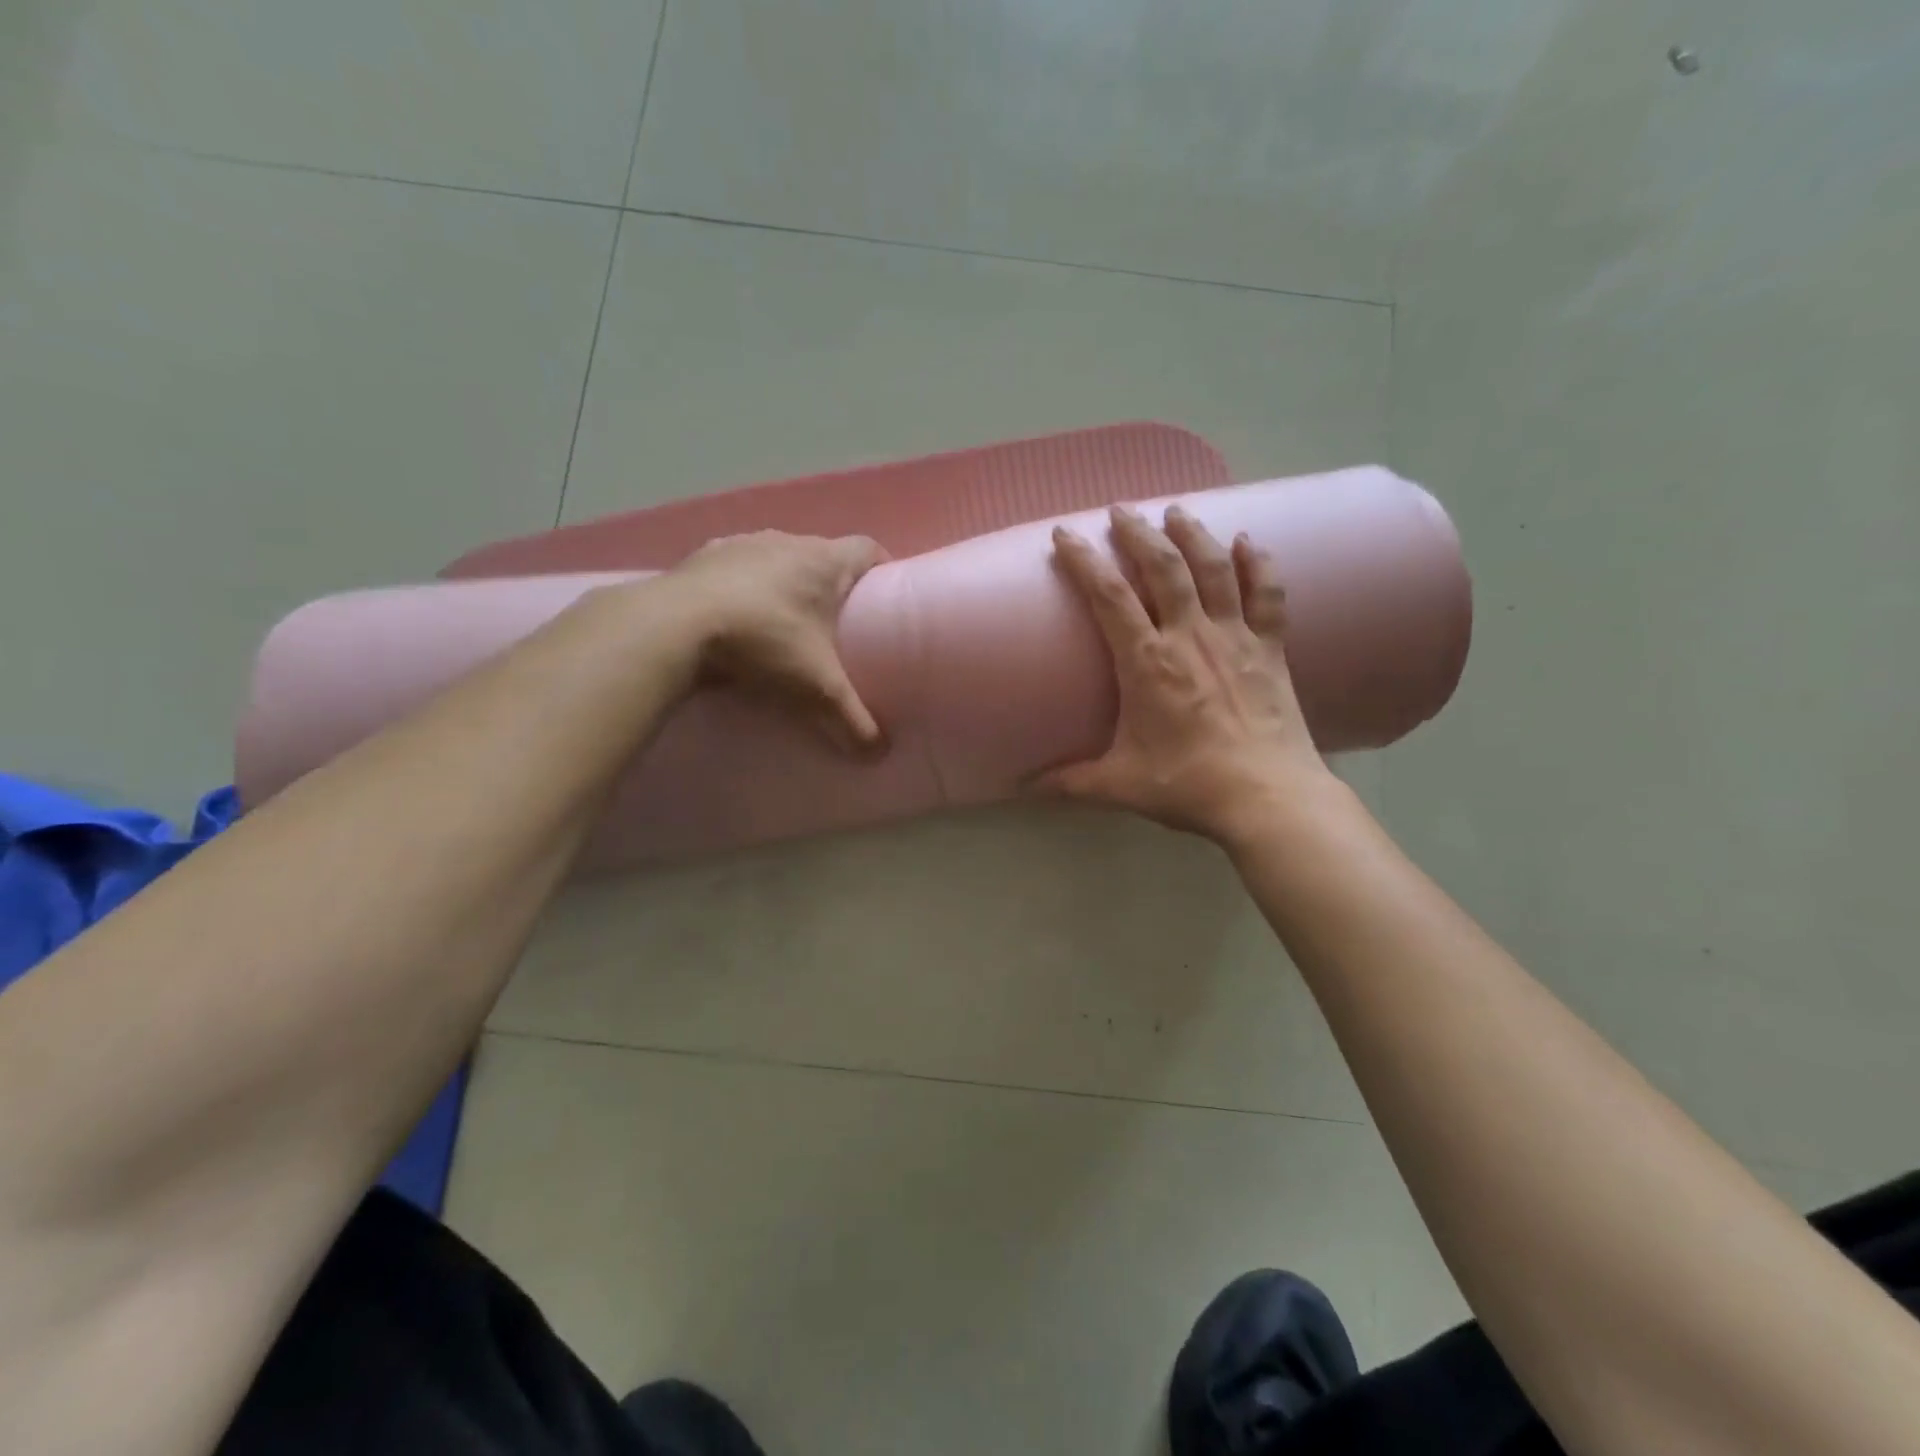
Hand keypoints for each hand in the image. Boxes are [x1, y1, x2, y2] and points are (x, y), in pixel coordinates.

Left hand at [664, 530, 887, 753]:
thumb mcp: (816, 688)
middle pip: (823, 554)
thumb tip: (879, 754)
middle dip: (832, 584)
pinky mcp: (704, 556)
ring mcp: (741, 544)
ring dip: (786, 583)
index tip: (883, 597)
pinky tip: (737, 619)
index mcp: (823, 560)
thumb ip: (852, 720)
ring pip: (778, 558)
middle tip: (837, 623)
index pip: (868, 549)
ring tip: (785, 622)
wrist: (673, 627)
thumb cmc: (763, 643)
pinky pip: (736, 568)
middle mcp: (786, 541)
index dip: (882, 569)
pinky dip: (744, 588)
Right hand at [1038, 505, 1335, 844]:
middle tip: (1121, 510)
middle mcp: (1190, 636)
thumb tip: (1020, 787)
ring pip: (1213, 569)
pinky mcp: (1271, 648)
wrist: (1267, 798)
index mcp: (1147, 662)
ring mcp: (1235, 637)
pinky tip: (1248, 540)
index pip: (1109, 596)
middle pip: (1163, 567)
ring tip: (1175, 511)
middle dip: (1138, 532)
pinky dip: (1258, 563)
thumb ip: (1068, 782)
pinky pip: (1266, 593)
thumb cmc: (1187, 785)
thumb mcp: (1118, 785)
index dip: (1084, 560)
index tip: (1065, 534)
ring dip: (1192, 534)